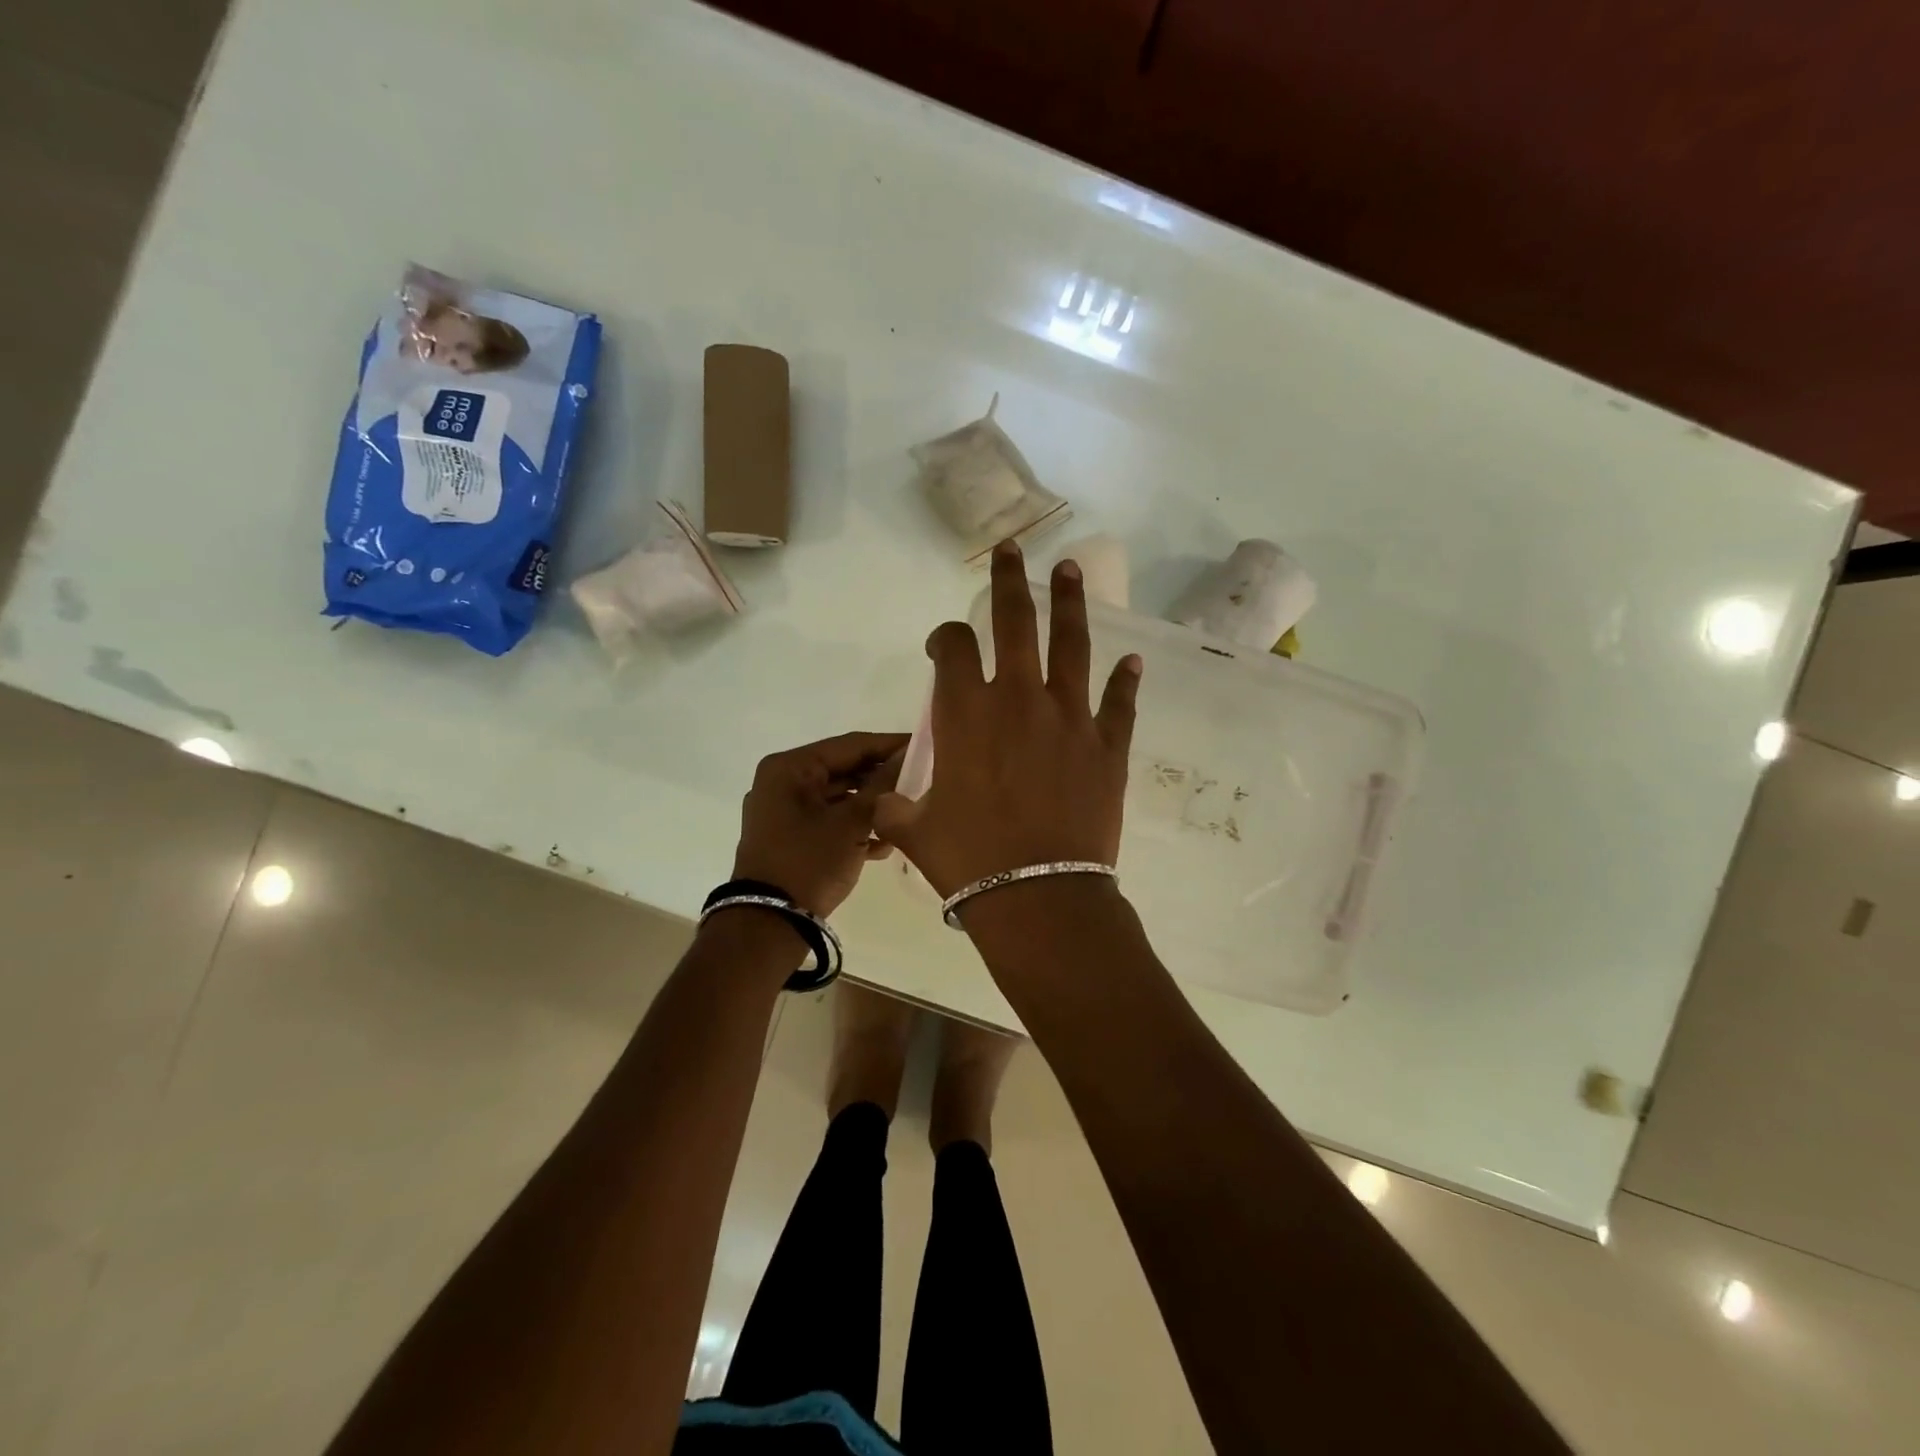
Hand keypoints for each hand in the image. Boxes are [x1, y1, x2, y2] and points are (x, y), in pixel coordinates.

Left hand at [732, 732, 907, 915]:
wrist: (769, 924)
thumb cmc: (810, 863)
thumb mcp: (852, 823)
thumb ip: (881, 785)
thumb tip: (907, 756)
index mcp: (790, 768)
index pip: (850, 745)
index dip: (889, 745)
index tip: (924, 745)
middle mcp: (782, 782)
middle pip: (843, 770)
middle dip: (881, 779)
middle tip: (922, 780)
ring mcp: (782, 811)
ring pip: (837, 797)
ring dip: (871, 806)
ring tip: (907, 814)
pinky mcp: (788, 836)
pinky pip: (828, 820)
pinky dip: (853, 826)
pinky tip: (884, 843)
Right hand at [874, 540, 1140, 897]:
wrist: (1039, 896)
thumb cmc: (969, 861)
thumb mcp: (914, 832)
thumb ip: (895, 808)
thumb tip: (883, 806)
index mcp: (967, 713)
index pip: (954, 648)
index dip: (945, 637)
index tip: (944, 645)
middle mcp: (1019, 699)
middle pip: (1015, 621)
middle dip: (1009, 580)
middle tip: (1014, 548)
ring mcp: (1070, 718)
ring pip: (1071, 645)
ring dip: (1070, 603)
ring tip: (1072, 570)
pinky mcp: (1108, 746)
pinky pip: (1119, 703)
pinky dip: (1125, 682)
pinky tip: (1132, 662)